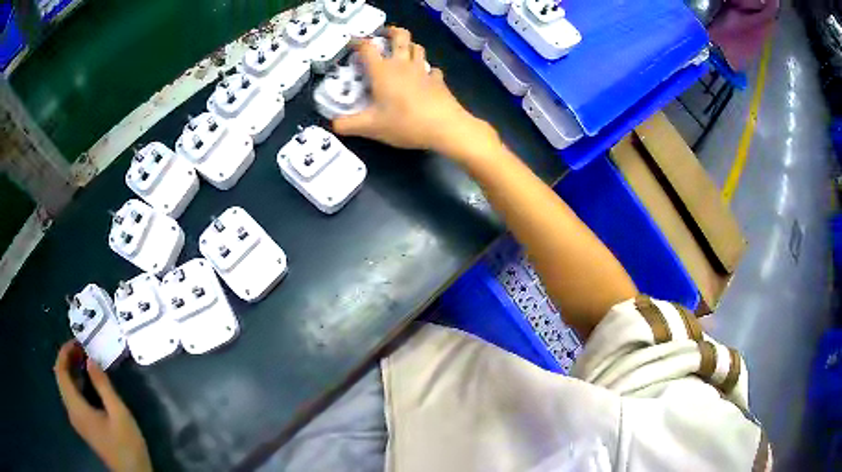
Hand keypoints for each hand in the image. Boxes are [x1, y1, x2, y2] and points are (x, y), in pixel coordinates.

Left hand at [54, 340, 151, 471]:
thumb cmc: (127, 445)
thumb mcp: (119, 414)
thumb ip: (103, 386)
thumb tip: (90, 360)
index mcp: (76, 408)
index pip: (60, 372)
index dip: (64, 353)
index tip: (77, 342)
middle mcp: (71, 412)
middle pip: (61, 379)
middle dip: (67, 360)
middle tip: (82, 349)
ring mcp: (77, 420)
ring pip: (66, 388)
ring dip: (72, 371)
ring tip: (85, 362)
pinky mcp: (83, 426)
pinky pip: (72, 398)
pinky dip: (76, 384)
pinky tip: (88, 384)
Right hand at [333, 27, 493, 156]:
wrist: (444, 127)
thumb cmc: (404, 123)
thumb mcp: (371, 127)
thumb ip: (348, 125)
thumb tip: (332, 125)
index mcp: (382, 71)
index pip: (368, 48)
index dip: (358, 42)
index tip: (352, 43)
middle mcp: (402, 65)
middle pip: (400, 36)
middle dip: (391, 31)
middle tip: (383, 35)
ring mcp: (423, 70)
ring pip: (417, 48)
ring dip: (409, 46)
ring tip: (402, 52)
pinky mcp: (438, 80)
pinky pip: (432, 69)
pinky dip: (426, 70)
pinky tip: (424, 78)